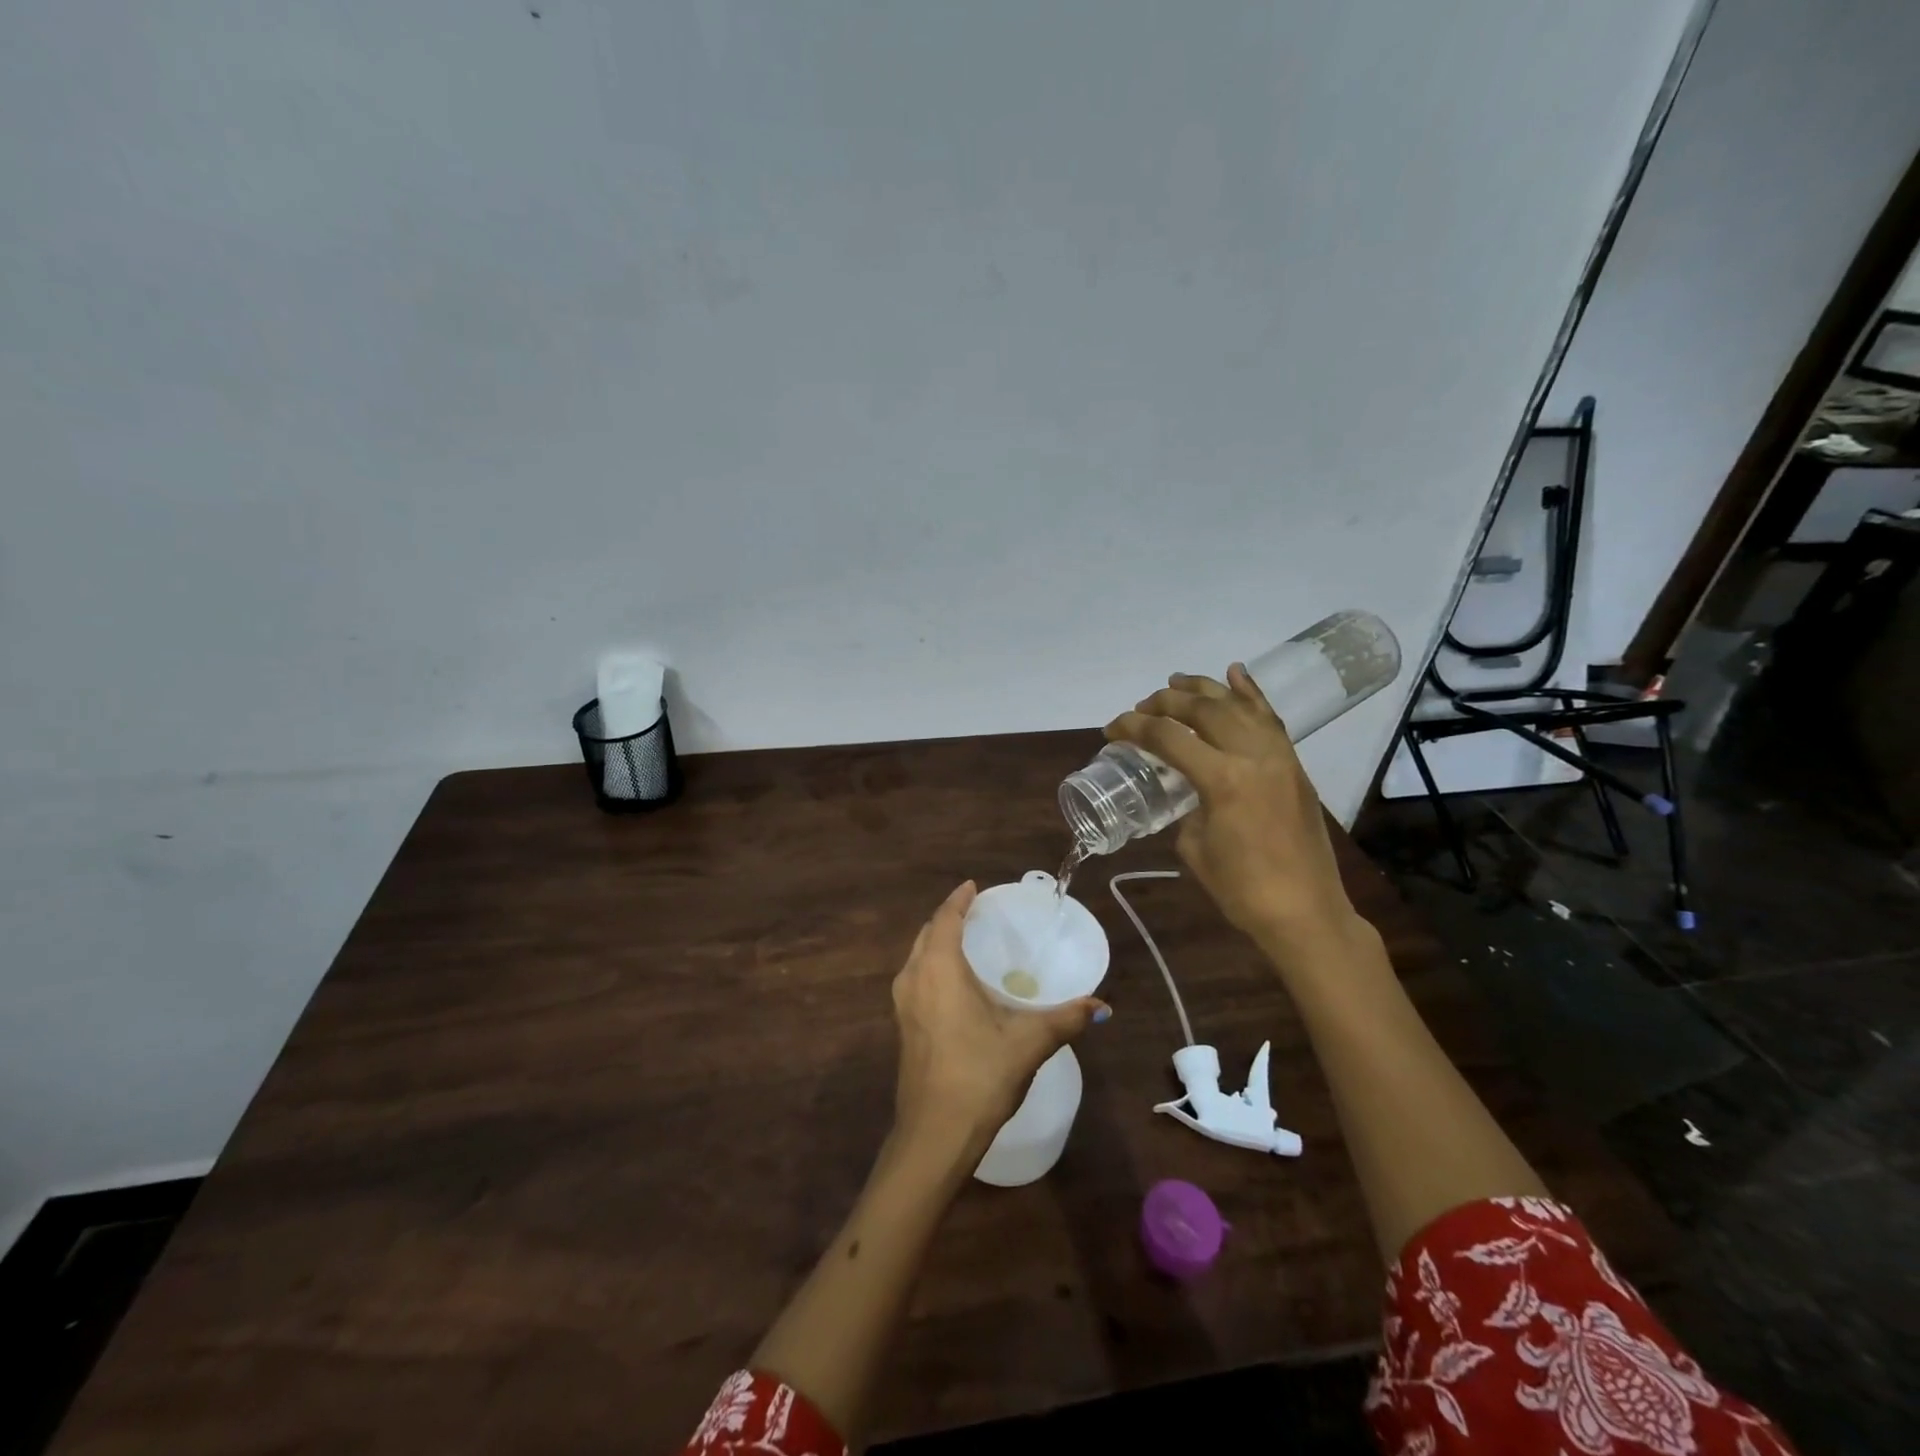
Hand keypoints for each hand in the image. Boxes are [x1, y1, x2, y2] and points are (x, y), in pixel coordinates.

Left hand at [890, 882, 1108, 1158]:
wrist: (934, 1134)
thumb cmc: (980, 1075)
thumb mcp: (1029, 1043)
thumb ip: (1066, 1019)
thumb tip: (1101, 1005)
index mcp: (939, 969)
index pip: (945, 918)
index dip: (958, 899)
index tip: (974, 886)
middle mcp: (914, 978)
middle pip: (928, 933)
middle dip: (949, 918)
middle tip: (977, 913)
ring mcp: (903, 1004)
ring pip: (918, 957)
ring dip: (938, 942)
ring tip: (967, 942)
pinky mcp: (903, 1027)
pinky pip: (916, 978)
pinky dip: (933, 965)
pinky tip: (955, 983)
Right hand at [1104, 663, 1365, 965]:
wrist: (1306, 912)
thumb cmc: (1242, 890)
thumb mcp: (1194, 847)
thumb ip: (1187, 806)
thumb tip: (1188, 789)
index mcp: (1223, 779)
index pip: (1169, 737)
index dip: (1133, 727)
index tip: (1111, 729)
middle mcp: (1253, 755)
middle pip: (1202, 710)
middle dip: (1165, 703)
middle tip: (1141, 708)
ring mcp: (1279, 756)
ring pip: (1238, 705)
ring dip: (1203, 689)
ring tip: (1176, 682)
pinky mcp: (1293, 764)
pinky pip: (1269, 718)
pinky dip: (1250, 693)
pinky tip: (1234, 673)